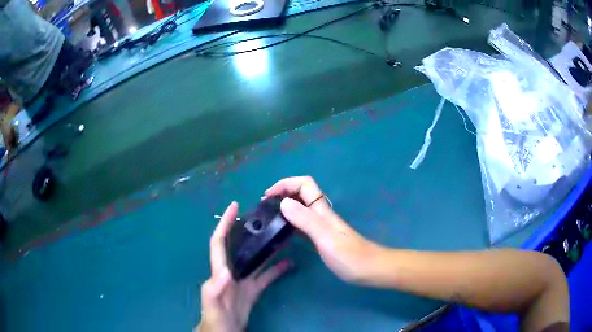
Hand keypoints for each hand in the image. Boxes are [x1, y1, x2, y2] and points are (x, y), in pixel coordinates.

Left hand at [198, 202, 292, 331]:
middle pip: (239, 245)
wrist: (225, 331)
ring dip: (266, 247)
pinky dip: (277, 269)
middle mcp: (231, 271)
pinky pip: (266, 276)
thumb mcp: (213, 303)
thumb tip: (225, 271)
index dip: (224, 223)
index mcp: (219, 271)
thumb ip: (216, 288)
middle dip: (246, 229)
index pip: (219, 242)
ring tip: (280, 234)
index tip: (234, 206)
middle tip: (262, 216)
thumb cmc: (214, 317)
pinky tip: (289, 262)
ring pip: (256, 259)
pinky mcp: (253, 290)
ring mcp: (244, 281)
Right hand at [264, 176, 378, 283]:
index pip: (304, 184)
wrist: (370, 269)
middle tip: (265, 206)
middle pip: (302, 193)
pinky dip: (291, 221)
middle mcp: (321, 215)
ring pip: (302, 207)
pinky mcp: (322, 238)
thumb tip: (283, 202)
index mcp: (322, 211)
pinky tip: (284, 231)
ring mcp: (323, 226)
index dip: (285, 183)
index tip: (267, 196)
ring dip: (285, 206)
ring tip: (270, 216)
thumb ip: (306, 220)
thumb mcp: (325, 238)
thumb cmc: (349, 256)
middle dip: (283, 192)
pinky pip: (303, 223)